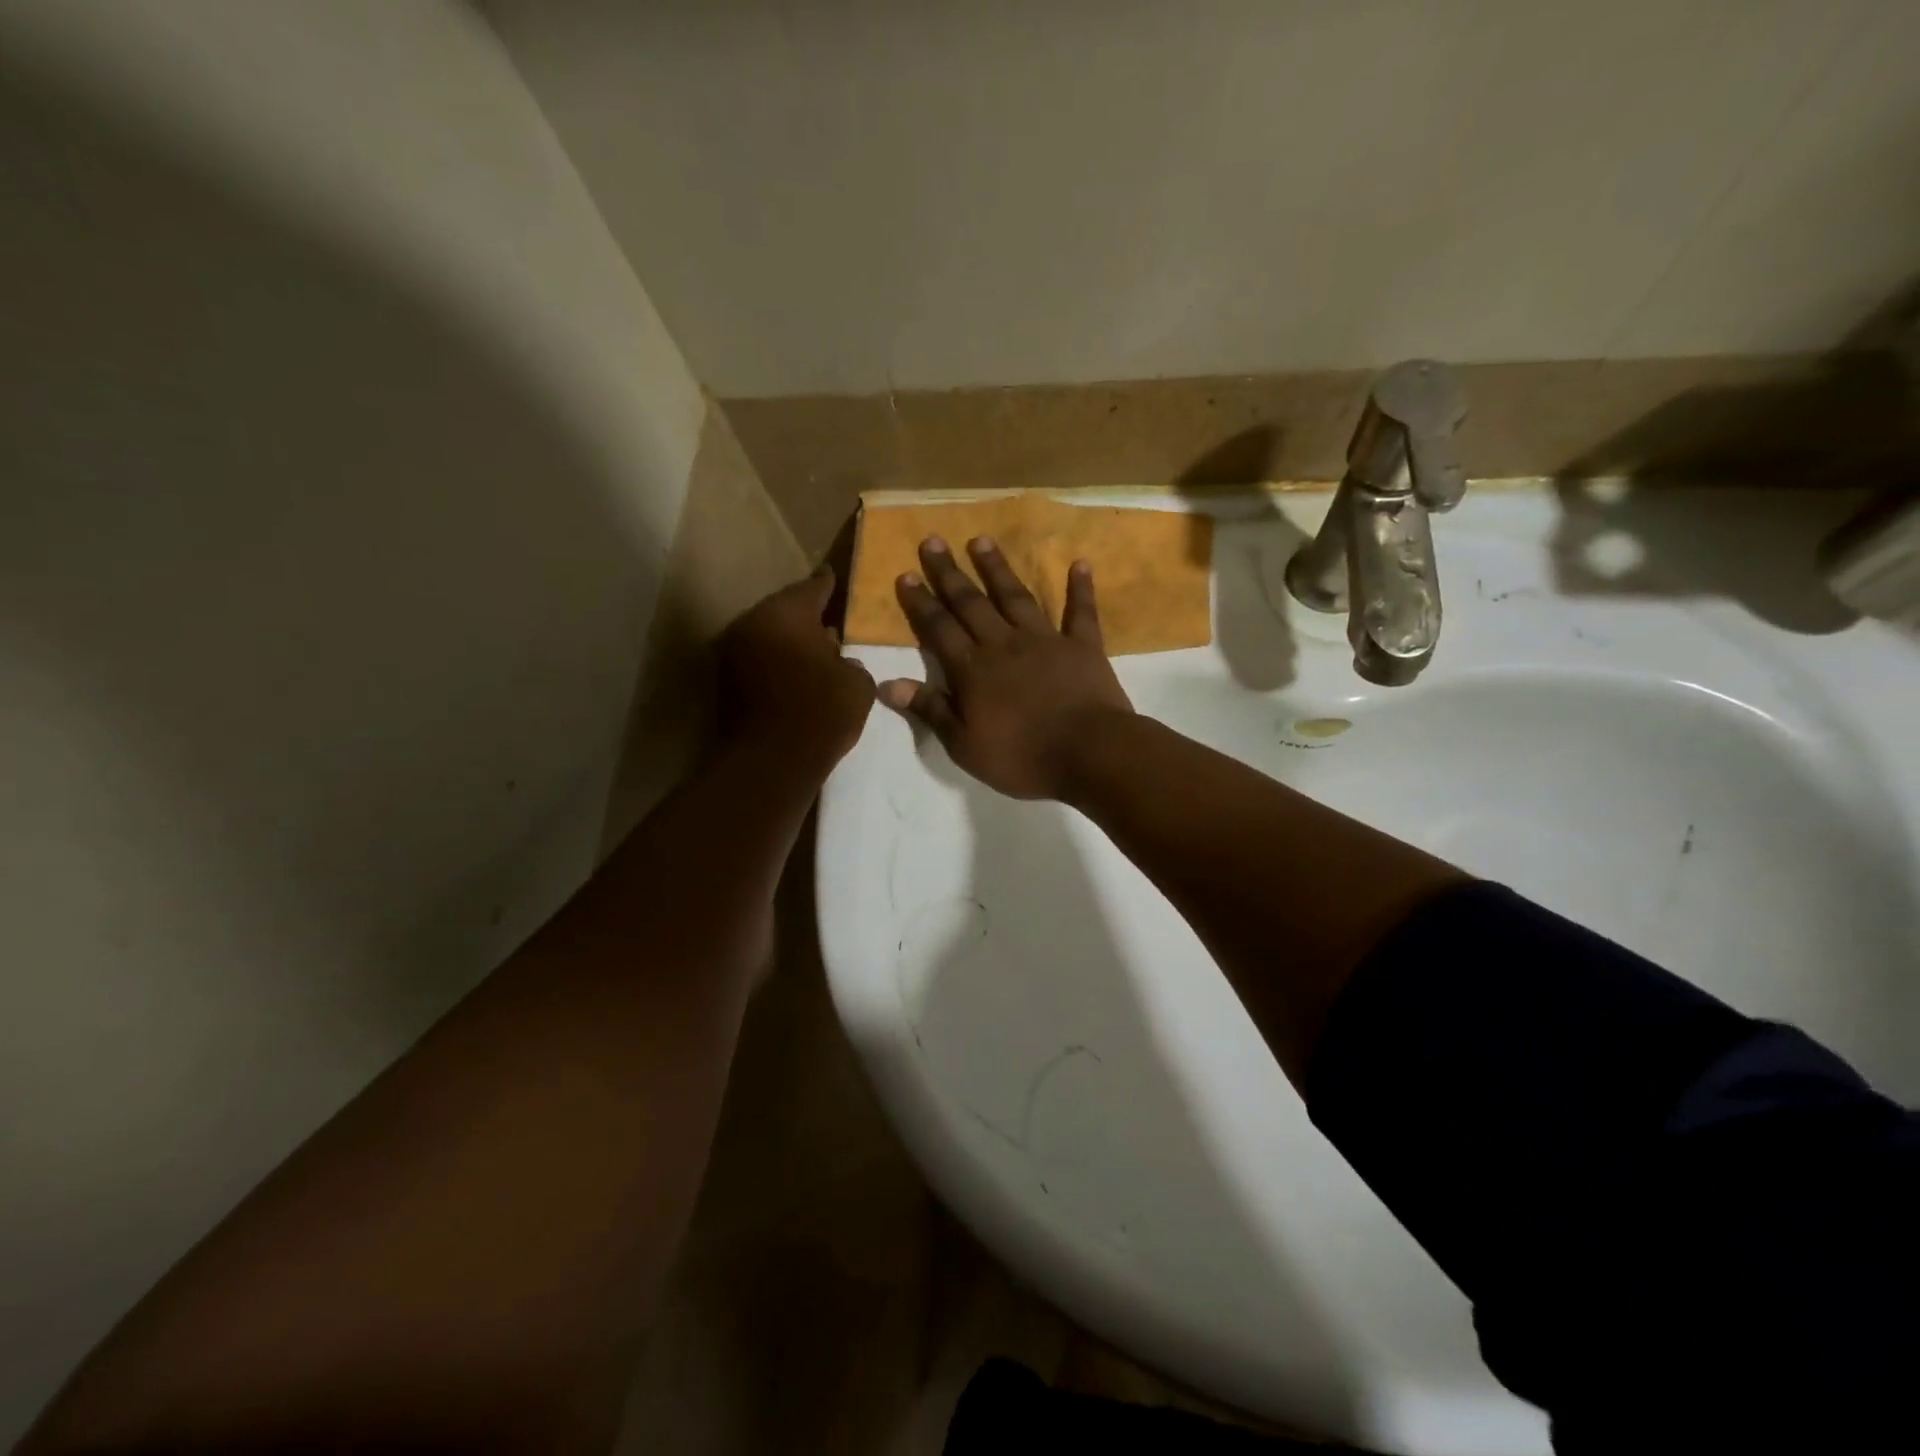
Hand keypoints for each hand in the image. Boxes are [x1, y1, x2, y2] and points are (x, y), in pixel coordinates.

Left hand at [718, 571, 875, 774]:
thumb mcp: (857, 685)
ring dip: (787, 642)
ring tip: (814, 652)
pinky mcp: (722, 682)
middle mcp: (751, 624)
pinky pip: (756, 660)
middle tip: (828, 621)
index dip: (828, 584)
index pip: (812, 588)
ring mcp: (731, 653)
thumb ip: (851, 663)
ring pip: (766, 636)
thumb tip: (841, 661)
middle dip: (805, 616)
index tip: (834, 578)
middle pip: (783, 612)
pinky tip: (795, 676)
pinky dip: (774, 663)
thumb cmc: (820, 713)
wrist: (770, 763)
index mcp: (786, 614)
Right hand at [879, 536, 1133, 799]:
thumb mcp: (964, 745)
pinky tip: (1080, 564)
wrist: (1089, 754)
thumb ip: (930, 710)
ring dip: (998, 568)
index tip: (906, 574)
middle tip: (933, 540)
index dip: (921, 602)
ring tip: (981, 540)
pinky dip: (1080, 588)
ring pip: (1016, 597)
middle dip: (950, 572)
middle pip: (971, 603)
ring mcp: (1046, 641)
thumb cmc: (1022, 757)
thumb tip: (887, 684)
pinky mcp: (1083, 647)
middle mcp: (1004, 644)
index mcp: (973, 670)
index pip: (939, 628)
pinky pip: (1081, 612)